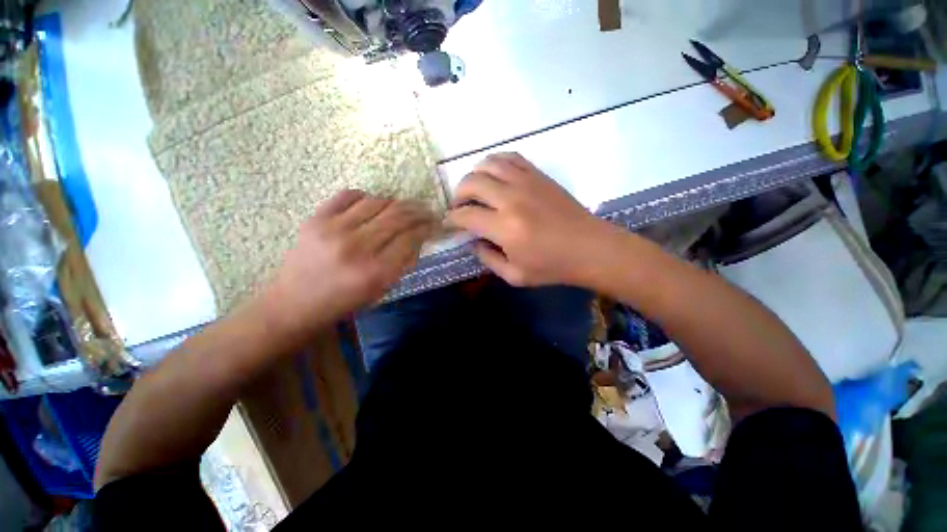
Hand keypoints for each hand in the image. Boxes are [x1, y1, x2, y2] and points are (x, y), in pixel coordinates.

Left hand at [264, 190, 434, 336]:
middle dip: (418, 210)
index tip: (435, 223)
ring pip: (377, 201)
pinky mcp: (316, 218)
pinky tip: (372, 205)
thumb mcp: (383, 289)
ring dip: (395, 203)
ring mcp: (334, 229)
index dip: (427, 226)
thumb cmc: (345, 301)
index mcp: (376, 271)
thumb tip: (419, 237)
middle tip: (426, 210)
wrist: (295, 303)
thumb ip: (404, 262)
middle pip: (398, 216)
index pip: (411, 237)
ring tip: (401, 208)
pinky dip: (367, 197)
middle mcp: (357, 247)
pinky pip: (350, 195)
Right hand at [447, 153, 622, 287]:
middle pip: (471, 183)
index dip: (452, 219)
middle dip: (457, 195)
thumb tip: (472, 241)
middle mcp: (511, 199)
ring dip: (474, 176)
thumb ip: (487, 258)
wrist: (590, 248)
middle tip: (459, 207)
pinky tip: (494, 176)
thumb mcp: (514, 275)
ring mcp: (526, 182)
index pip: (466, 215)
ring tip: (474, 190)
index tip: (448, 223)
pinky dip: (495, 163)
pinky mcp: (538, 175)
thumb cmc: (552, 267)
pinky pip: (510, 158)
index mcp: (505, 228)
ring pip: (487, 164)